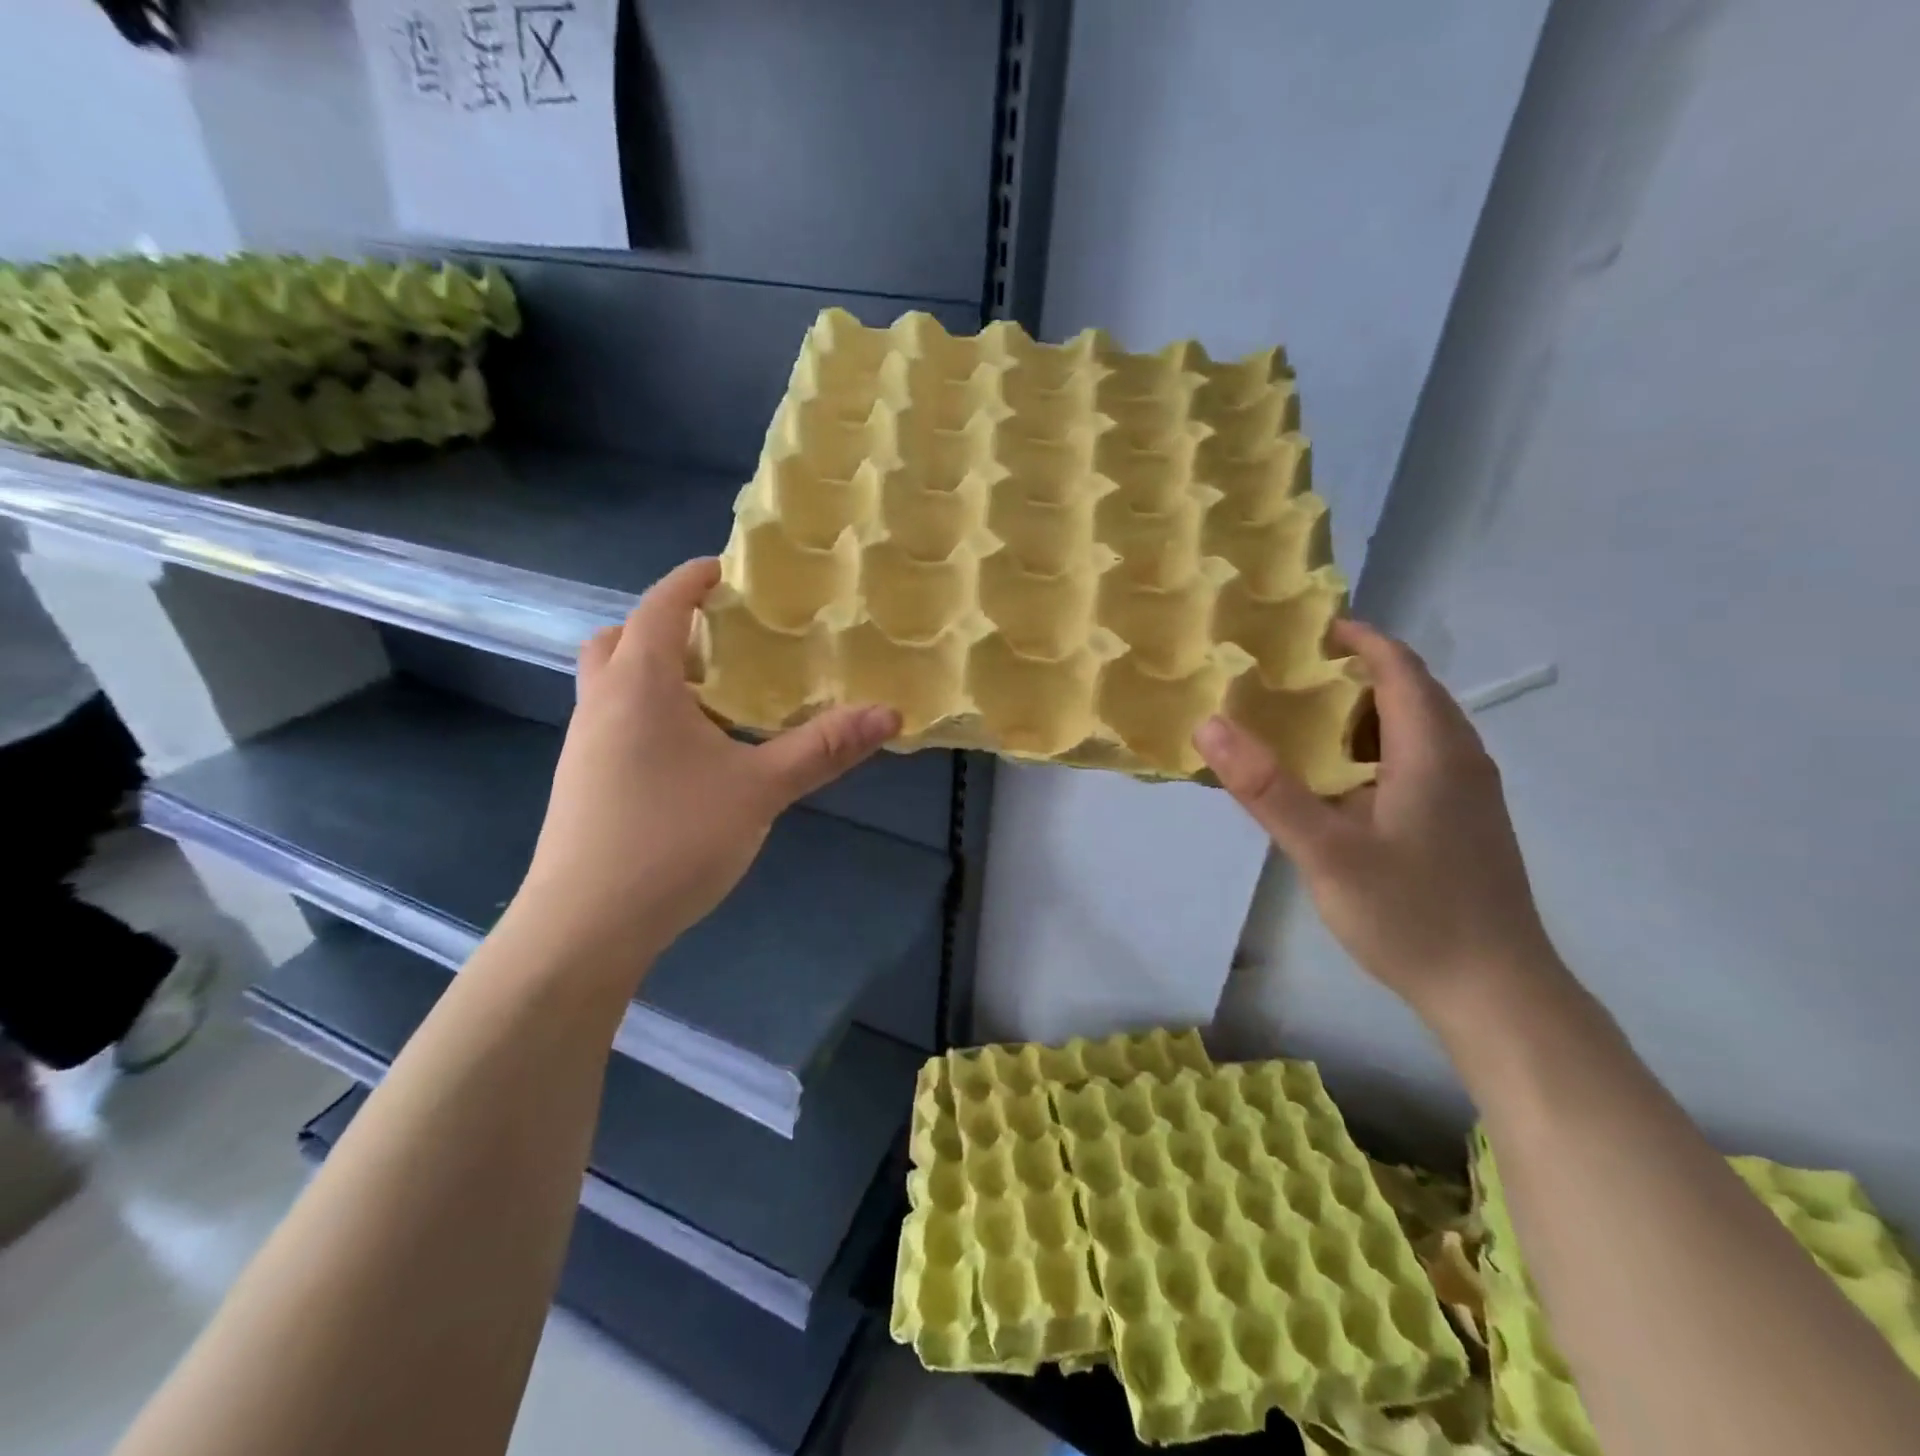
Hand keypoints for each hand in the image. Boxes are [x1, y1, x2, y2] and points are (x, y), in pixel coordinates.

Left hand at [512, 558, 900, 979]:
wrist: (584, 927)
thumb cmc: (672, 840)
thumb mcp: (760, 790)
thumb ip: (823, 749)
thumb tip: (889, 714)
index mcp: (639, 685)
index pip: (659, 607)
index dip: (690, 581)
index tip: (724, 570)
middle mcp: (601, 704)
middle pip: (619, 640)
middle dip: (663, 627)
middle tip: (716, 641)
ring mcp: (583, 746)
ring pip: (611, 685)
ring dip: (653, 673)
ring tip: (712, 698)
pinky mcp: (582, 784)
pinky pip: (613, 723)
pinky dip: (647, 714)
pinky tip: (689, 756)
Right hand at [1194, 620, 1560, 1024]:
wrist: (1496, 992)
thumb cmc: (1411, 914)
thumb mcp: (1326, 851)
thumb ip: (1266, 788)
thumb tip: (1209, 724)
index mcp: (1433, 752)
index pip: (1400, 669)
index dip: (1359, 640)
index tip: (1308, 630)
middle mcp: (1461, 760)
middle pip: (1411, 693)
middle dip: (1355, 674)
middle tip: (1290, 677)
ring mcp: (1470, 794)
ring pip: (1417, 729)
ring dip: (1366, 713)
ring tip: (1306, 722)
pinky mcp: (1466, 823)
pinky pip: (1420, 761)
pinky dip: (1377, 748)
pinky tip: (1342, 782)